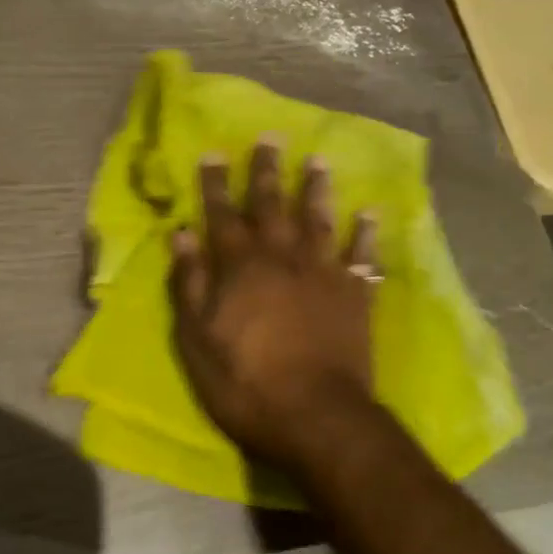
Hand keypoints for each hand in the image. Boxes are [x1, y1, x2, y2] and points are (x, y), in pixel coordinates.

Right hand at [169, 139, 380, 472]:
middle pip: (272, 205)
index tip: (213, 152)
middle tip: (271, 137)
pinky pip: (362, 255)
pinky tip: (370, 212)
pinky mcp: (354, 295)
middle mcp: (282, 258)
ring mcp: (323, 273)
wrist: (317, 416)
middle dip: (267, 171)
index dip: (215, 184)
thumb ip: (190, 284)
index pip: (222, 215)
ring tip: (319, 159)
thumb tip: (182, 235)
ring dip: (316, 188)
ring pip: (318, 219)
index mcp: (240, 267)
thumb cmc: (246, 383)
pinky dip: (365, 233)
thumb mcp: (197, 340)